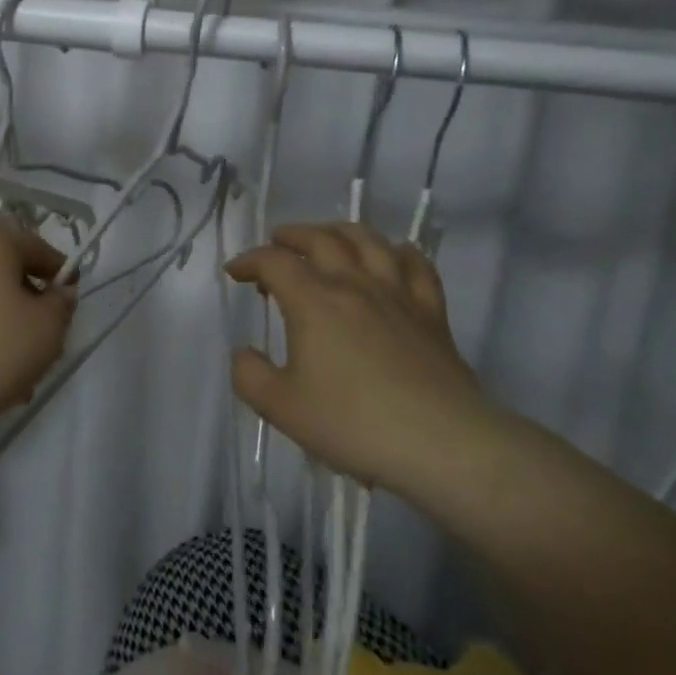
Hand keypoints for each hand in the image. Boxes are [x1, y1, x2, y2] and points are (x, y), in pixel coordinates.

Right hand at [226, 222, 490, 495]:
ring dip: (340, 231)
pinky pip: (416, 265)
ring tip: (328, 238)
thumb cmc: (353, 423)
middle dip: (292, 235)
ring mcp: (397, 294)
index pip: (274, 262)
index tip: (234, 272)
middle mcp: (353, 284)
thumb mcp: (281, 407)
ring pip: (368, 241)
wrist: (441, 443)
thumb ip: (250, 375)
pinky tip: (392, 256)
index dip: (249, 260)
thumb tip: (243, 352)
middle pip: (321, 238)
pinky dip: (398, 252)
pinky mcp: (431, 312)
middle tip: (276, 243)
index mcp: (313, 301)